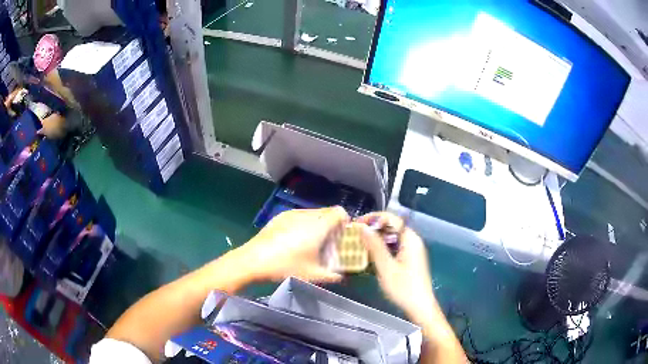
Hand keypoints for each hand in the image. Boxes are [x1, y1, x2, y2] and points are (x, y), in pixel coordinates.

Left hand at [238, 207, 349, 282]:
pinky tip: (294, 240)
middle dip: (331, 225)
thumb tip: (342, 276)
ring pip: (312, 213)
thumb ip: (333, 275)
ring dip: (317, 224)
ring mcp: (291, 213)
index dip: (345, 222)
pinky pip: (298, 216)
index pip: (340, 212)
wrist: (254, 260)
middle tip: (328, 242)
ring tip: (311, 242)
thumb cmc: (287, 266)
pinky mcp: (279, 216)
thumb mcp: (313, 275)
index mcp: (318, 225)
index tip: (342, 236)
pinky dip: (303, 224)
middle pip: (326, 212)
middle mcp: (306, 214)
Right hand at [358, 212, 437, 322]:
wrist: (420, 307)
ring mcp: (412, 250)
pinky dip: (382, 249)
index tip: (356, 224)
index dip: (373, 218)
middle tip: (354, 236)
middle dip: (373, 229)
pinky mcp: (409, 259)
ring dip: (376, 240)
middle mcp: (412, 241)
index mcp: (410, 239)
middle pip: (391, 227)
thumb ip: (374, 246)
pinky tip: (370, 257)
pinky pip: (394, 247)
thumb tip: (362, 227)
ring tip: (358, 245)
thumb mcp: (386, 267)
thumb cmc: (403, 288)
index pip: (391, 218)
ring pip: (391, 238)